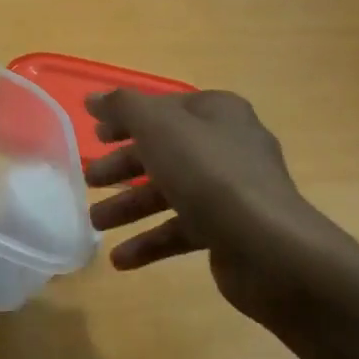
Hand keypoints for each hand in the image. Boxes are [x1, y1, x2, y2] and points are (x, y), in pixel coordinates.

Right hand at [85, 89, 358, 323]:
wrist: (269, 247)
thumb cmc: (209, 174)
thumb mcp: (158, 128)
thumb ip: (123, 107)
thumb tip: (94, 98)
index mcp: (217, 113)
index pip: (164, 108)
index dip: (127, 120)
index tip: (94, 136)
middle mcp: (227, 146)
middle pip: (164, 151)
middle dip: (123, 167)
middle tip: (90, 181)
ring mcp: (230, 191)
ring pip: (169, 192)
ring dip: (129, 207)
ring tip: (96, 223)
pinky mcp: (229, 230)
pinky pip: (182, 230)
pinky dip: (151, 242)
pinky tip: (121, 260)